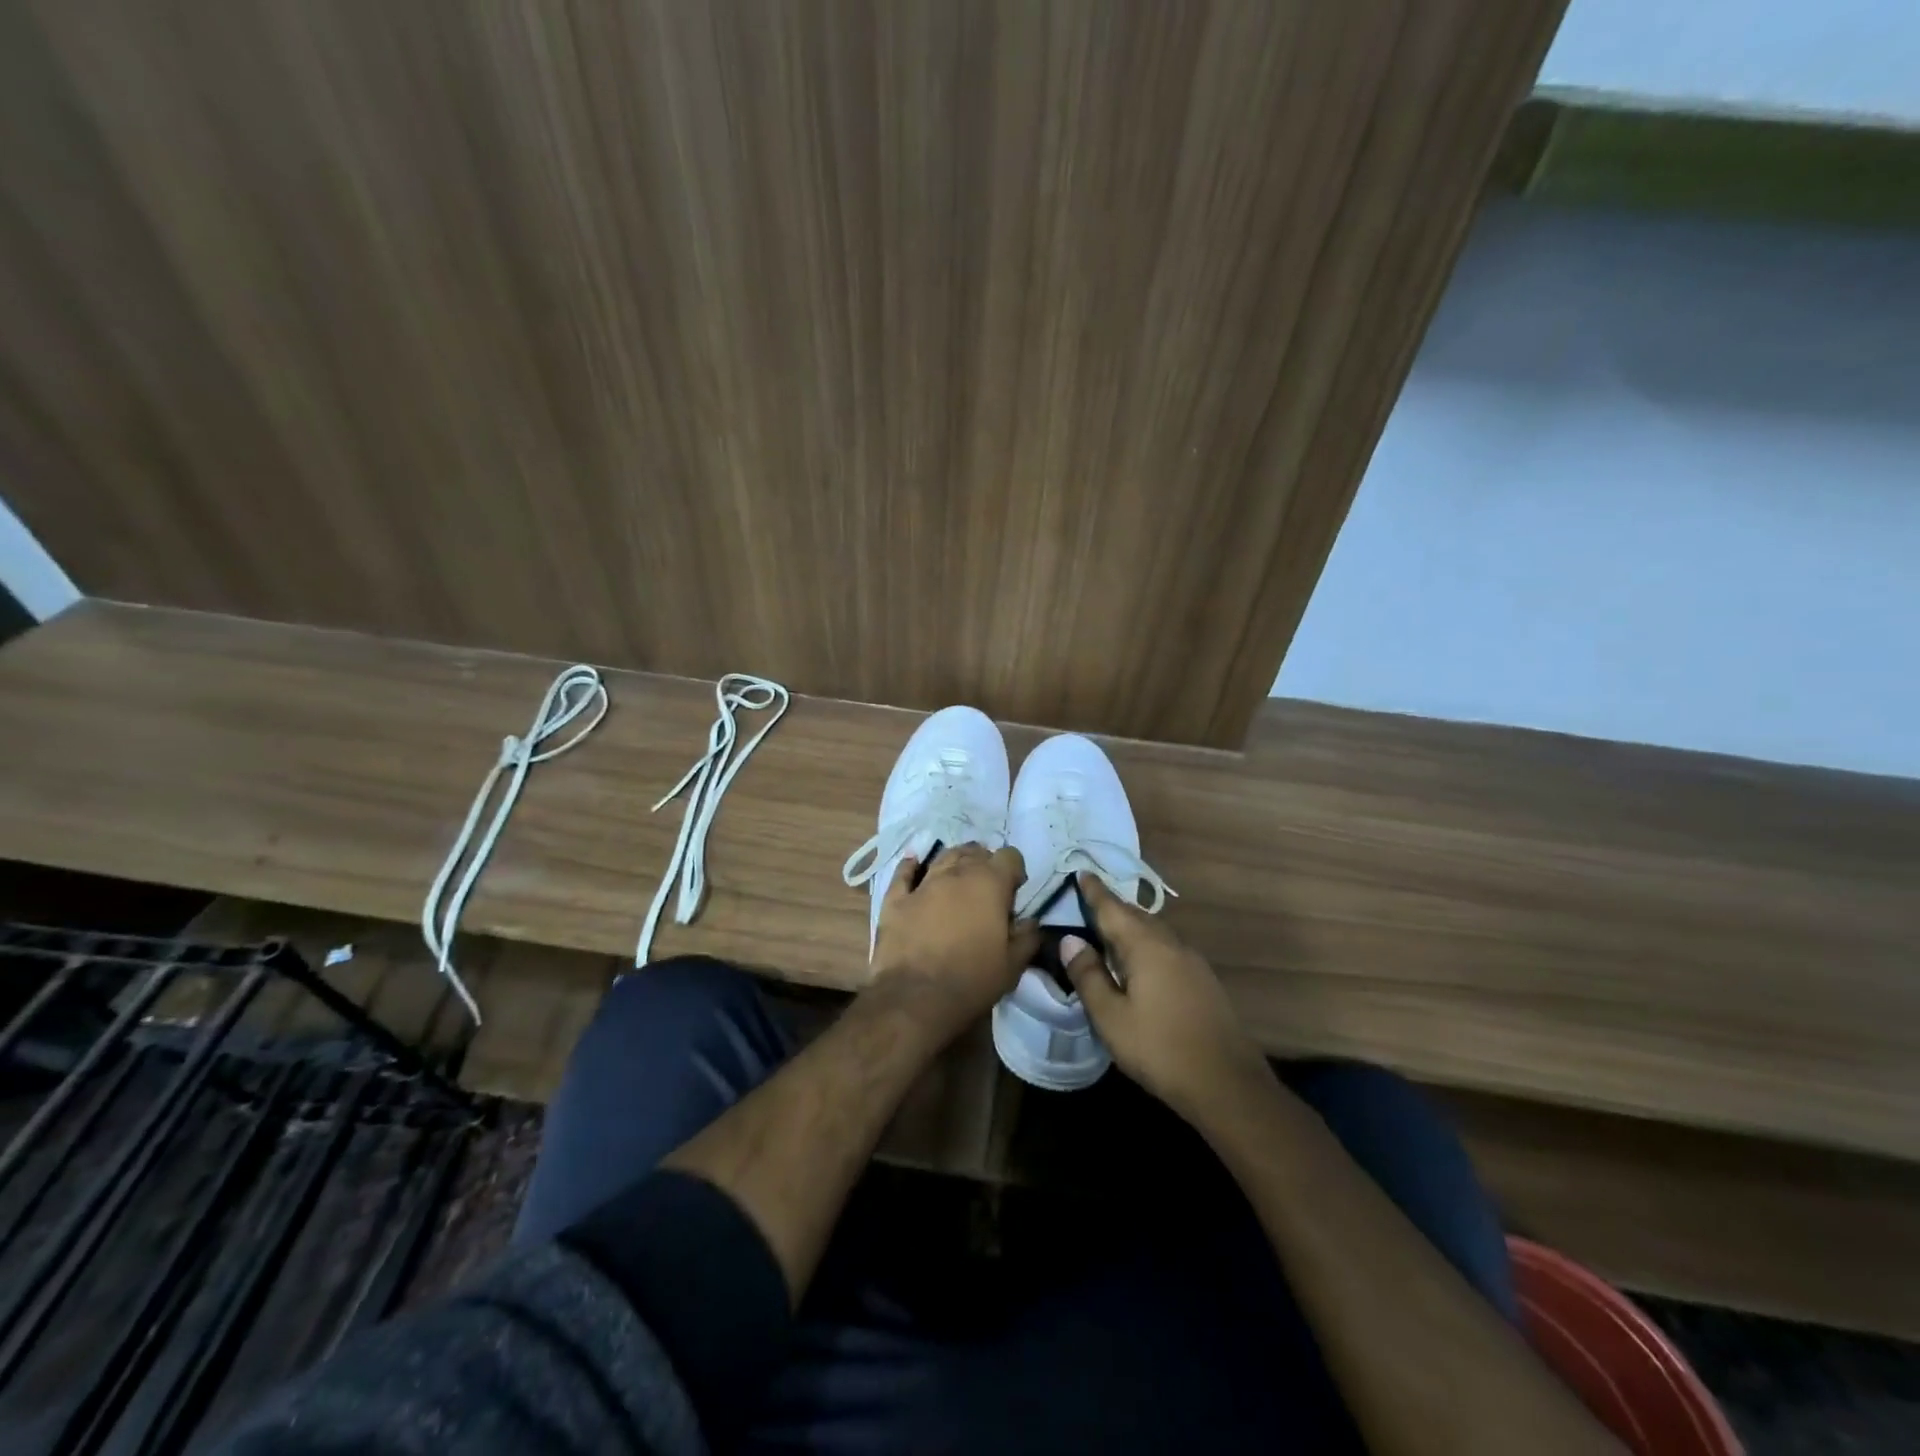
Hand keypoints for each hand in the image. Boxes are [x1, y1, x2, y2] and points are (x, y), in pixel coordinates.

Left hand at [870, 843, 1039, 1043]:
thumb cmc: (972, 980)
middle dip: (985, 863)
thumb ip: (1027, 937)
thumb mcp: (1013, 965)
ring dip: (955, 860)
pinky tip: (913, 862)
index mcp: (990, 884)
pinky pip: (903, 873)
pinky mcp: (896, 899)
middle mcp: (957, 874)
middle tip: (987, 888)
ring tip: (959, 873)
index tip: (1014, 892)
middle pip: (975, 852)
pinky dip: (910, 866)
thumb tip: (1030, 922)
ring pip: (943, 857)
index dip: (1015, 871)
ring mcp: (924, 883)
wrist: (916, 997)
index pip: (1010, 857)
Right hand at [1063, 872, 1269, 1121]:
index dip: (1094, 891)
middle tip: (1087, 902)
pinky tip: (1138, 963)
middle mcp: (1171, 944)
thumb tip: (1071, 940)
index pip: (1112, 908)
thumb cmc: (1160, 1049)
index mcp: (1146, 946)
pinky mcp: (1203, 980)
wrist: (1227, 1085)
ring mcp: (1192, 961)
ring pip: (1154, 932)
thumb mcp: (1111, 1017)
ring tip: (1108, 932)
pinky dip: (1146, 944)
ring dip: (1130, 926)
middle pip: (1136, 915)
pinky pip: (1166, 948)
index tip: (1080, 872)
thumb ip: (1088, 975)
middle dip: (1111, 907)